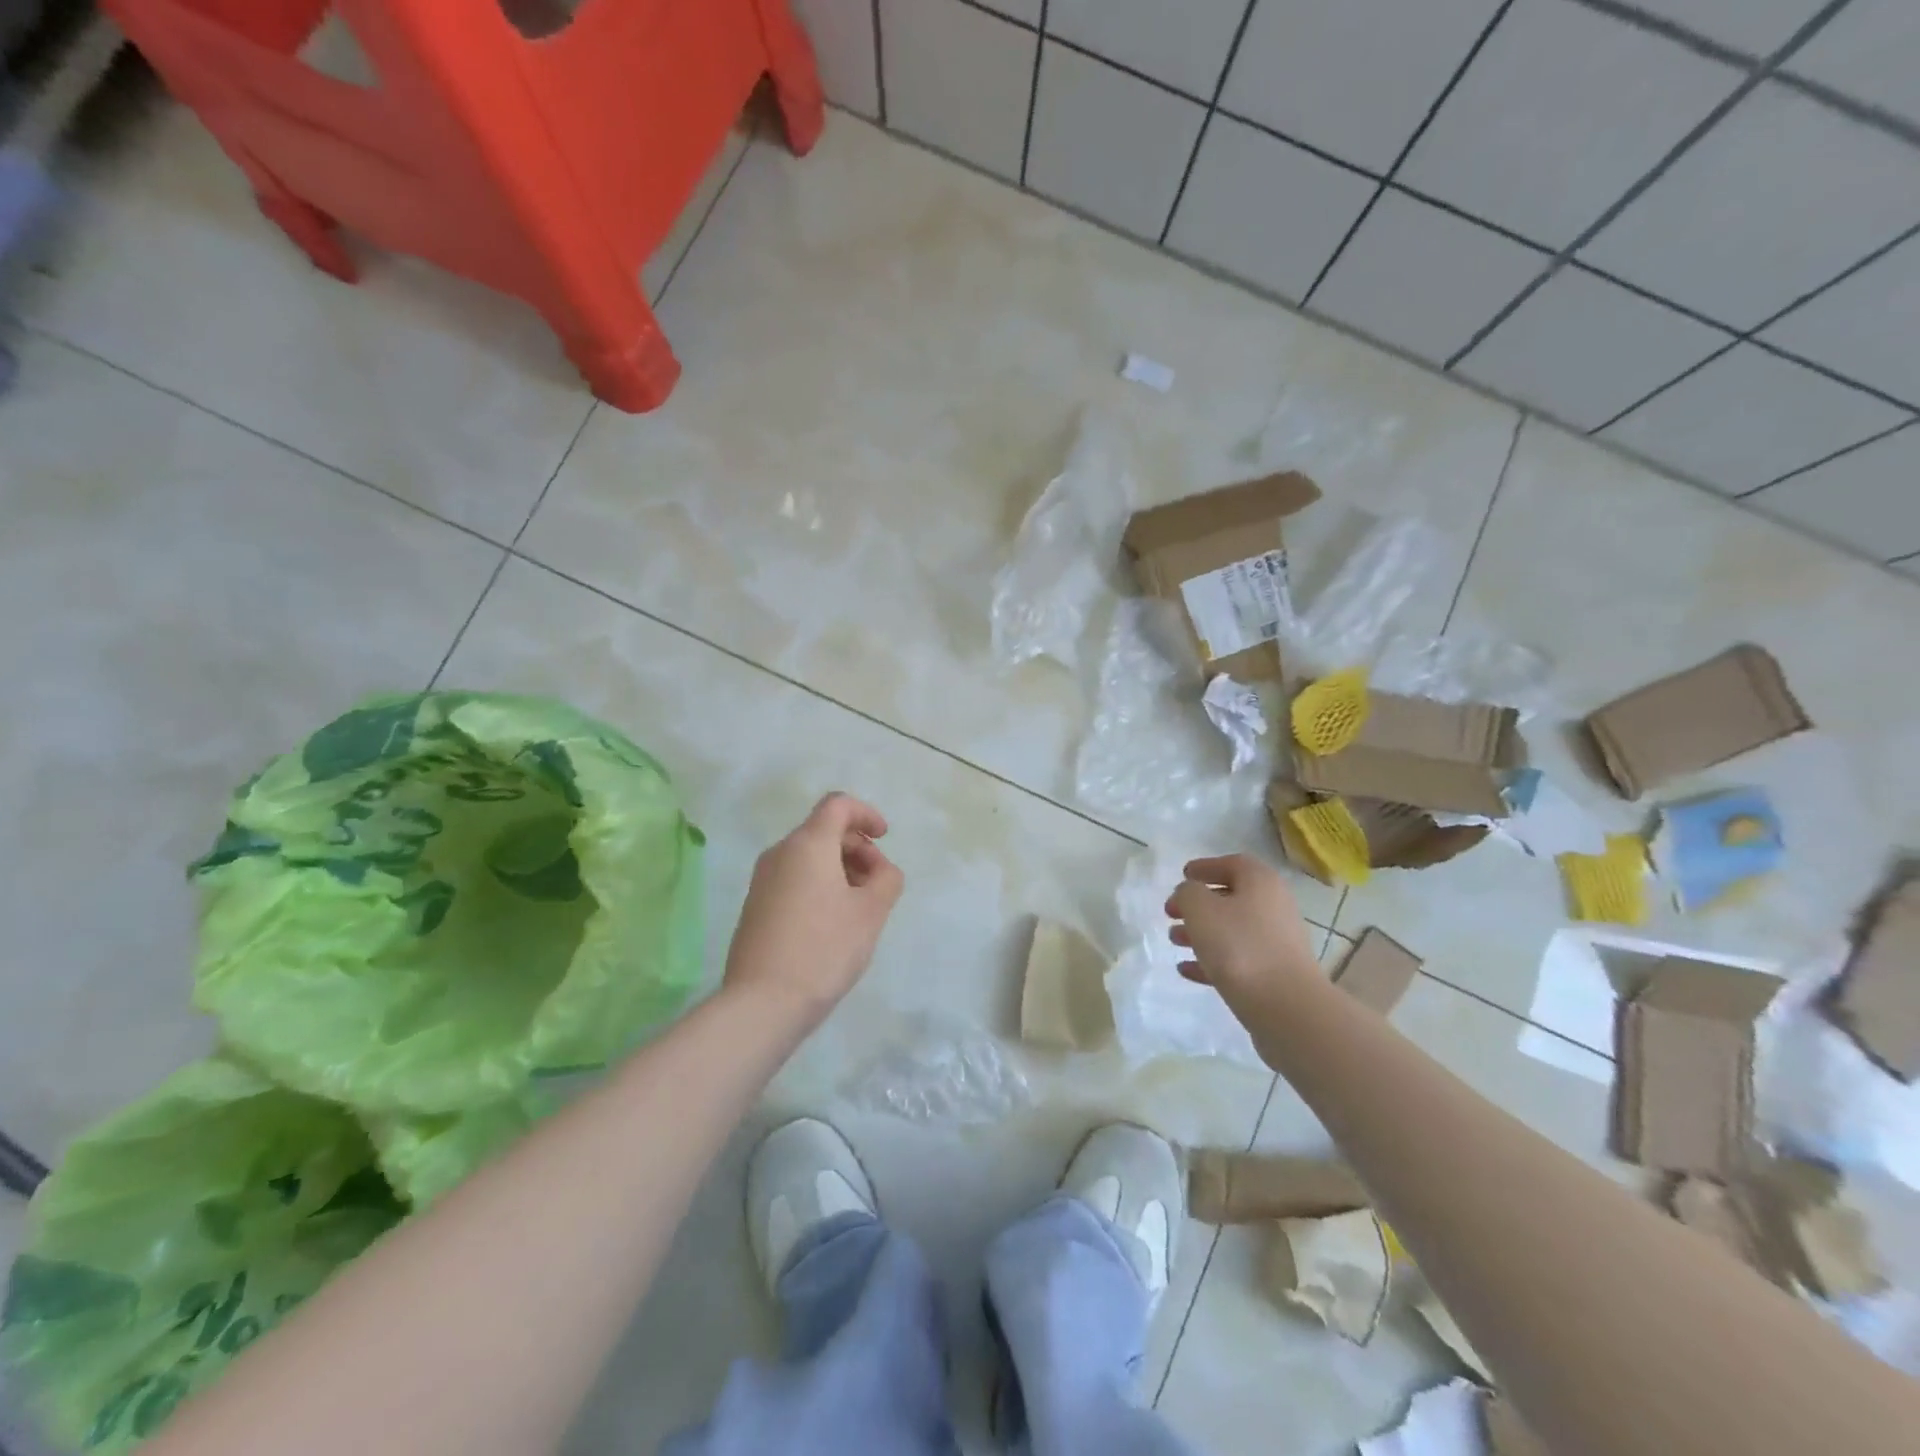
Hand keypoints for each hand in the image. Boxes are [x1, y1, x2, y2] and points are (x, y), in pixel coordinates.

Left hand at [723, 793, 904, 1026]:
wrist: (762, 1003)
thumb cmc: (824, 949)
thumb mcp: (871, 912)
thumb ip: (886, 878)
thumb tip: (878, 869)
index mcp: (807, 844)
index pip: (838, 804)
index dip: (866, 814)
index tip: (884, 839)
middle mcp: (780, 853)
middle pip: (823, 830)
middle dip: (857, 847)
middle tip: (878, 883)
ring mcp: (762, 880)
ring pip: (808, 857)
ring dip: (839, 868)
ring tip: (859, 906)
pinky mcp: (755, 906)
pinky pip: (793, 879)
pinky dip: (819, 885)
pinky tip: (832, 923)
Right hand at [1165, 855, 1320, 1017]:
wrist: (1286, 1007)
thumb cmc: (1239, 946)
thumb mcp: (1200, 909)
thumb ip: (1188, 893)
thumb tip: (1190, 894)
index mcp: (1261, 882)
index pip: (1232, 864)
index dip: (1206, 867)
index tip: (1183, 876)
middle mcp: (1274, 906)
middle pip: (1232, 898)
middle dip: (1198, 905)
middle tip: (1171, 913)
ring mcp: (1278, 942)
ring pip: (1233, 930)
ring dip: (1201, 933)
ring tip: (1174, 941)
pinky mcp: (1275, 974)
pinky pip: (1238, 959)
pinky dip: (1212, 960)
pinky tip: (1187, 970)